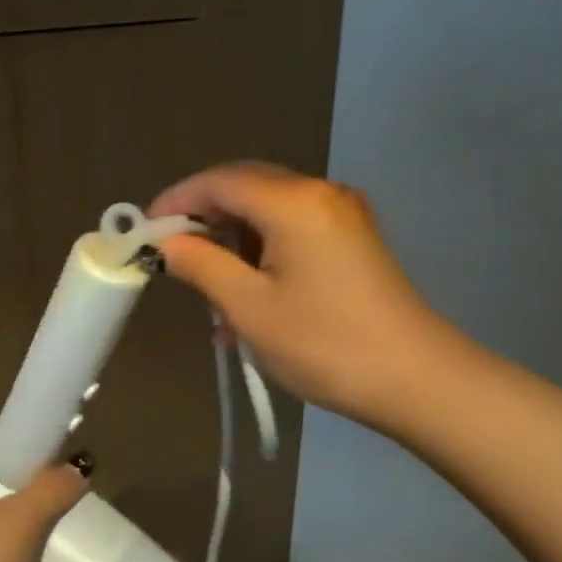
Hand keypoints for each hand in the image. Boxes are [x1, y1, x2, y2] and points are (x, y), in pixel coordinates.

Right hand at [150, 163, 449, 429]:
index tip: (144, 230)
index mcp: (294, 201)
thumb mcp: (250, 308)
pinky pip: (293, 232)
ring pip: (269, 212)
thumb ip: (202, 265)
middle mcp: (320, 194)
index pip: (220, 181)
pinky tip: (247, 298)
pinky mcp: (353, 241)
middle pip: (246, 188)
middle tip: (171, 256)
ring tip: (210, 293)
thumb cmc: (325, 344)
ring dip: (233, 243)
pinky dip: (262, 254)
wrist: (417, 380)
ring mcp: (342, 216)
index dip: (177, 200)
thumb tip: (168, 243)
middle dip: (204, 218)